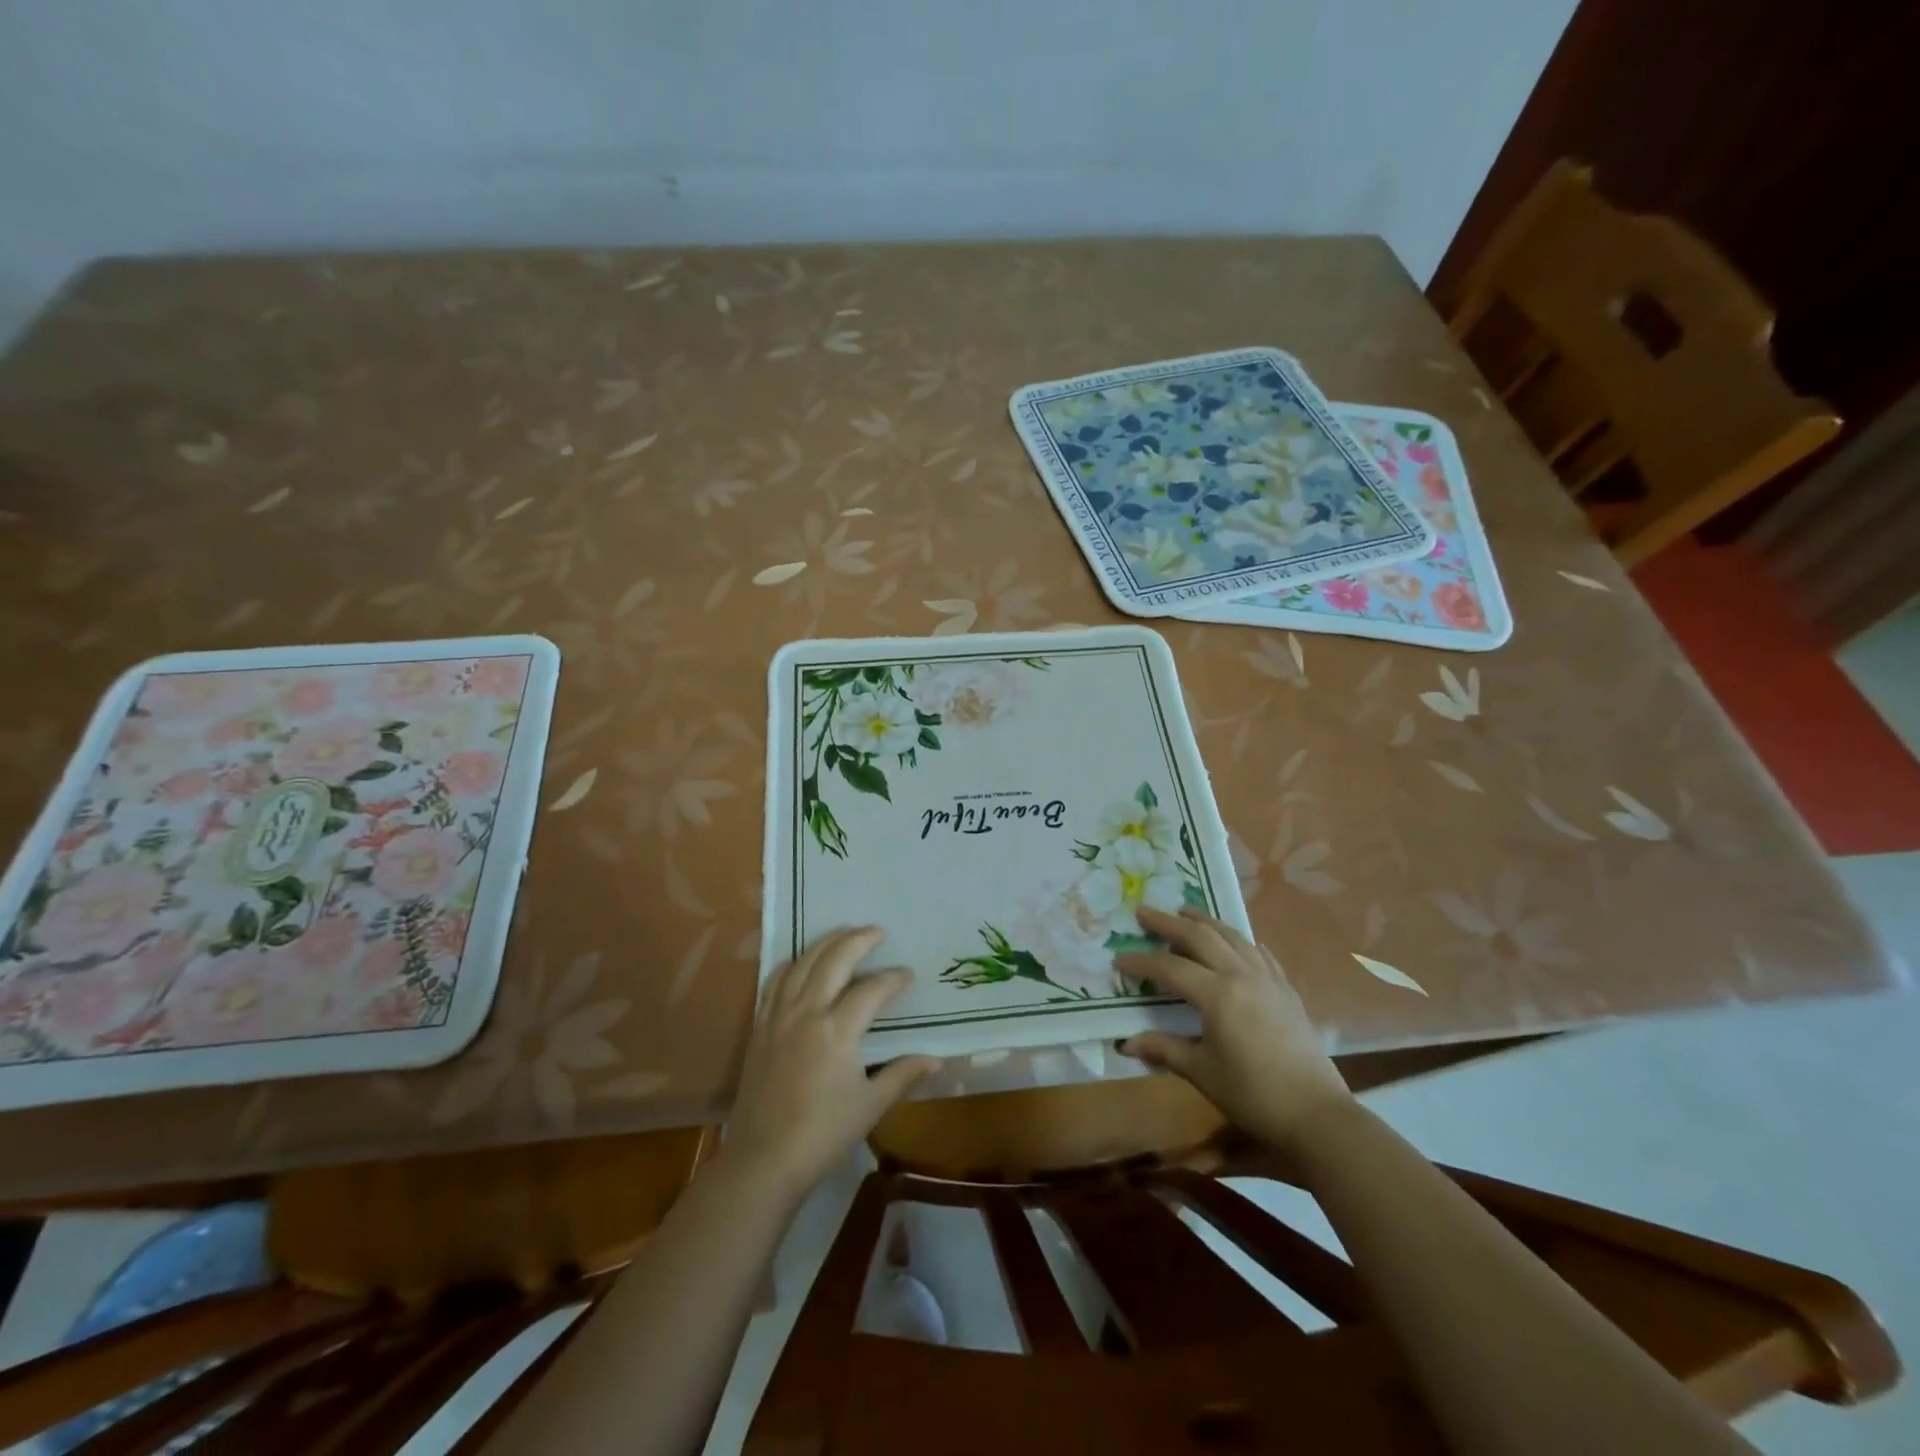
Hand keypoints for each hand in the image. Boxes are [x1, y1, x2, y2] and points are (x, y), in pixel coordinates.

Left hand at [724, 926, 940, 1200]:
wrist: (763, 1160)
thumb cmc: (823, 1133)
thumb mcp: (870, 1105)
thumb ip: (902, 1074)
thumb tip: (935, 1059)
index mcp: (837, 1029)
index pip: (871, 989)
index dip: (893, 979)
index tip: (908, 975)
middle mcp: (806, 1011)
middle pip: (833, 959)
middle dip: (858, 940)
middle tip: (878, 931)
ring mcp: (778, 1016)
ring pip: (801, 963)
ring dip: (825, 943)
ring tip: (844, 934)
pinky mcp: (759, 1027)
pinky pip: (774, 981)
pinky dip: (792, 963)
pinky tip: (801, 962)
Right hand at [1115, 906, 1352, 1151]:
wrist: (1316, 1114)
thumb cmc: (1252, 1094)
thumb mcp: (1201, 1072)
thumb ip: (1163, 1049)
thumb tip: (1125, 1042)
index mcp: (1217, 994)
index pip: (1170, 968)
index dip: (1141, 962)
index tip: (1118, 959)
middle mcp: (1241, 975)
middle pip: (1200, 937)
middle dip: (1168, 923)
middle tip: (1143, 912)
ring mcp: (1268, 979)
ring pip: (1232, 936)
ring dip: (1205, 921)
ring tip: (1185, 911)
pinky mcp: (1286, 989)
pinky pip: (1259, 952)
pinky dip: (1239, 939)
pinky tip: (1234, 940)